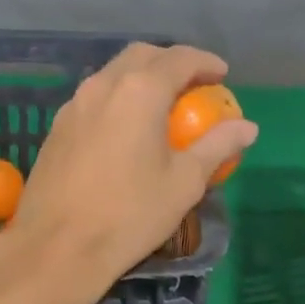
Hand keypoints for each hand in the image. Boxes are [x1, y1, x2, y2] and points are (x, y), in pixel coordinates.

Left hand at [7, 42, 256, 291]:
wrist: (57, 246)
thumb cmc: (130, 214)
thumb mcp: (185, 182)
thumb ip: (217, 146)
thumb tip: (247, 127)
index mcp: (140, 91)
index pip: (179, 59)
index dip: (205, 62)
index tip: (222, 75)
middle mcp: (103, 85)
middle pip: (142, 56)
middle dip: (171, 63)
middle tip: (193, 86)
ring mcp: (74, 105)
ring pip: (113, 74)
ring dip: (141, 79)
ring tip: (161, 106)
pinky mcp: (57, 127)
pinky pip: (94, 98)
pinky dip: (118, 99)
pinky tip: (126, 129)